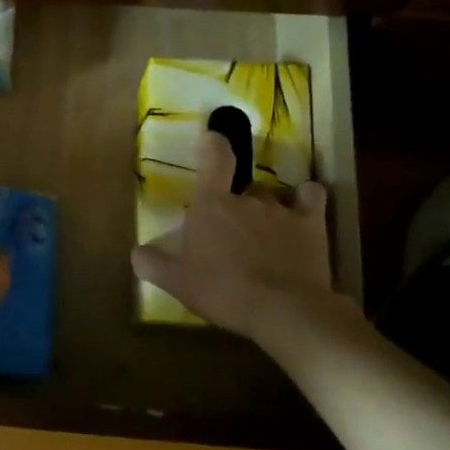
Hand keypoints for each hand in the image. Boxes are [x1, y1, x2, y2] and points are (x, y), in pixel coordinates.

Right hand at [132, 130, 344, 344]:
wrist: (282, 310)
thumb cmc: (222, 290)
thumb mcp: (176, 282)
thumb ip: (152, 262)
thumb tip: (138, 251)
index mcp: (211, 204)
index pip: (214, 156)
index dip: (213, 144)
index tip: (212, 139)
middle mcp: (247, 198)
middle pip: (241, 188)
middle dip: (236, 204)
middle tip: (230, 235)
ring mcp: (281, 209)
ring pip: (271, 198)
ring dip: (265, 212)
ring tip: (263, 240)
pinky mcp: (311, 225)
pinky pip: (311, 198)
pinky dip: (306, 200)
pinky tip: (302, 214)